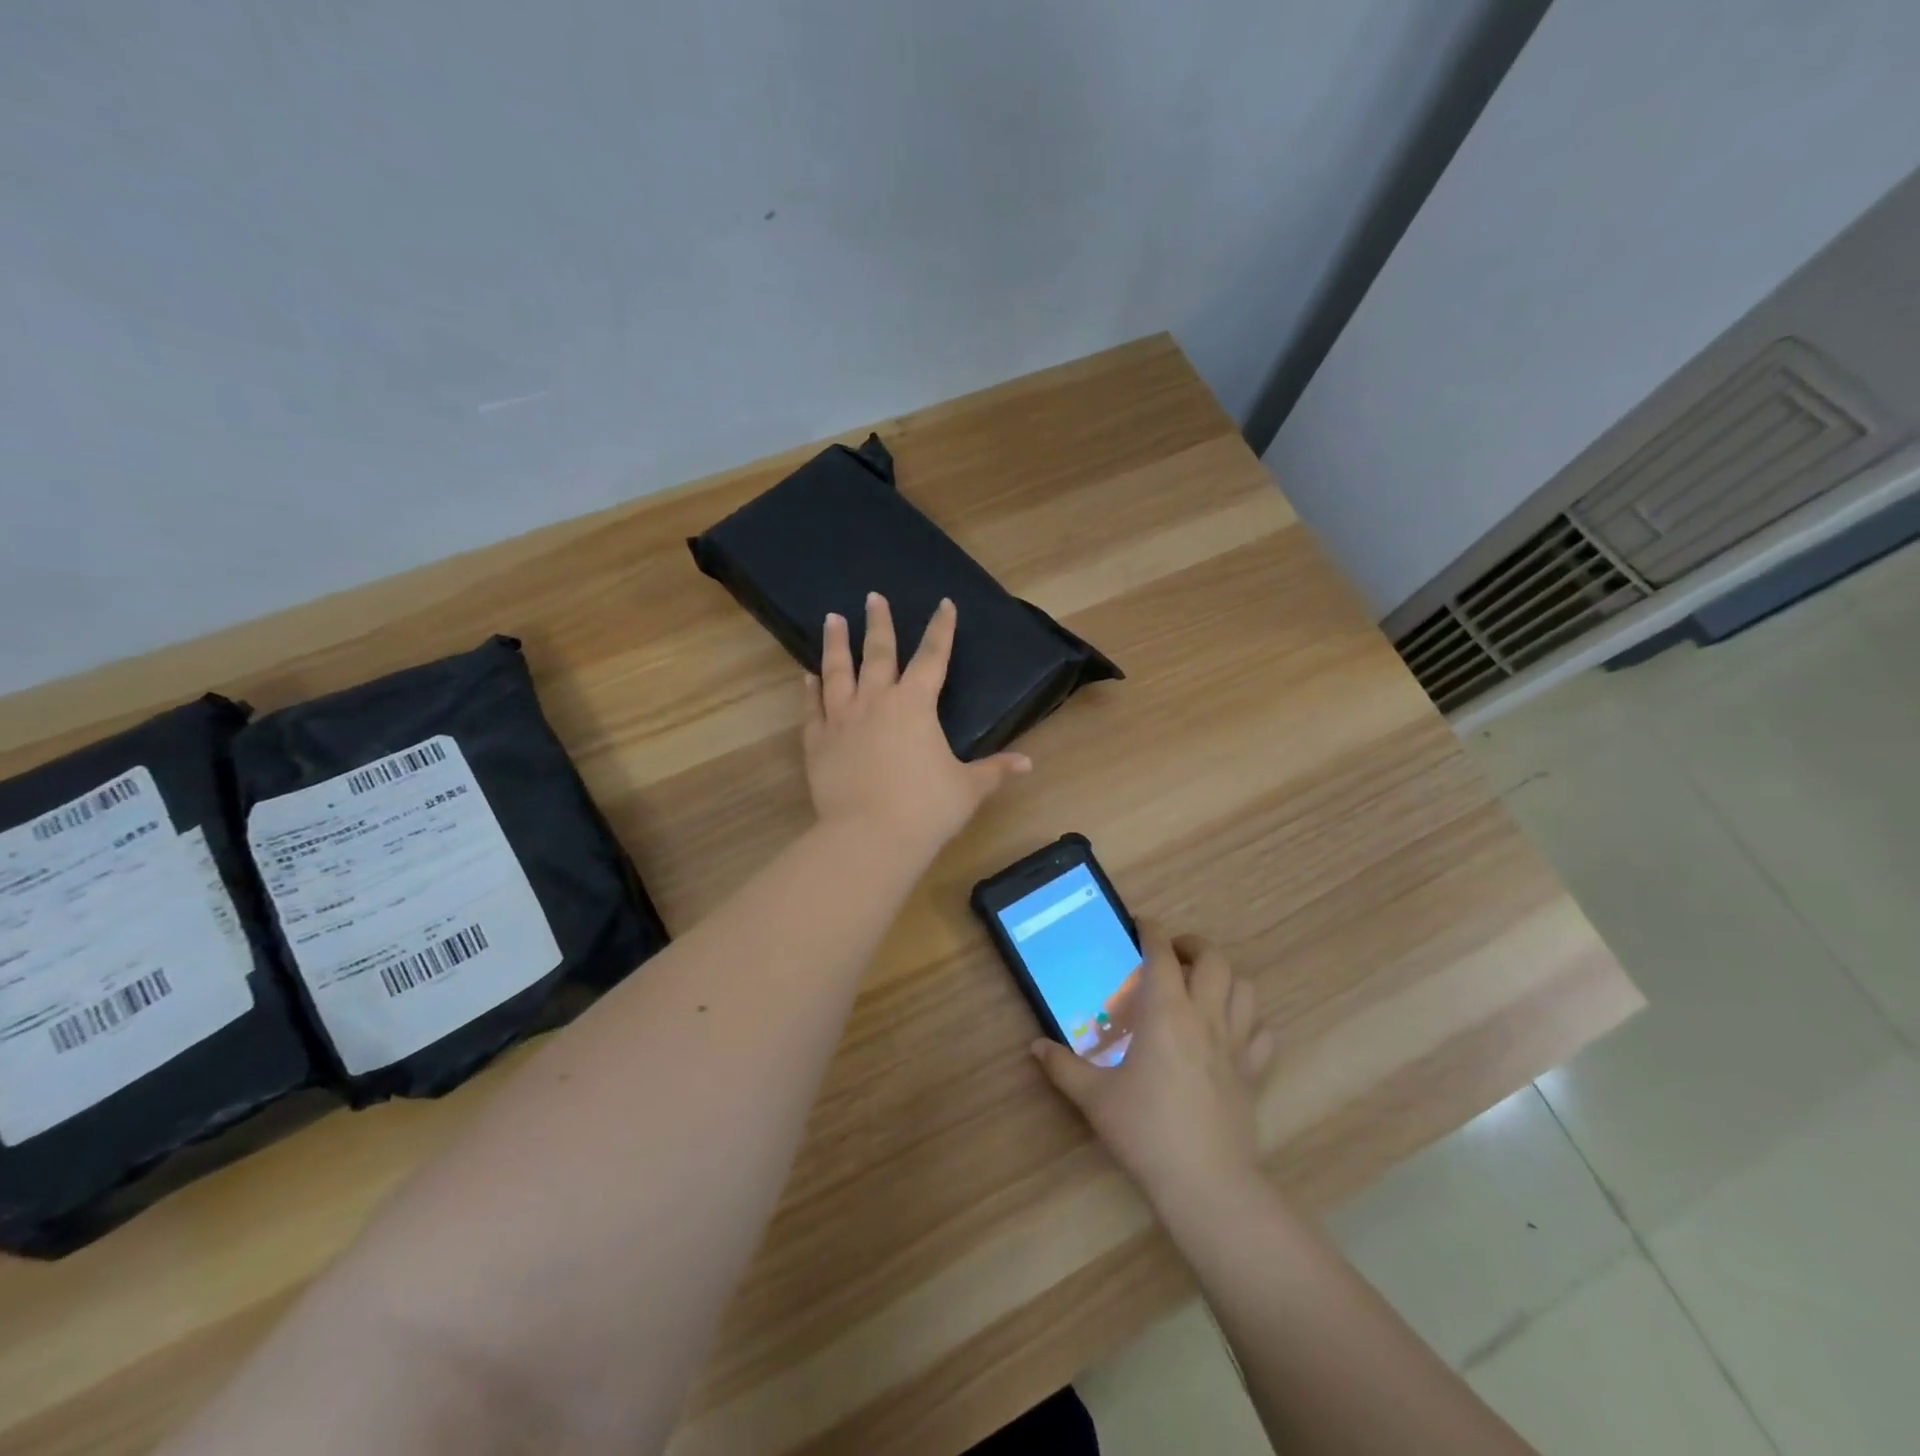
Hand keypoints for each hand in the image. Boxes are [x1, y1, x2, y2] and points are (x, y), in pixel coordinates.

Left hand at [804, 594, 1031, 860]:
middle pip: (878, 652)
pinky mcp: (818, 742)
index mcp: (915, 705)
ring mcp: (842, 719)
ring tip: (831, 618)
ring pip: (838, 671)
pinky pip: (813, 707)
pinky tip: (808, 676)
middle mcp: (876, 701)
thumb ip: (995, 770)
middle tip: (872, 597)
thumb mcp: (968, 788)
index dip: (941, 629)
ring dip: (836, 643)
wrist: (870, 836)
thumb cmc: (926, 808)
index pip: (933, 657)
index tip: (944, 604)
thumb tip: (1028, 764)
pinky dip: (811, 690)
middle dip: (878, 623)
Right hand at [1032, 924, 1276, 1210]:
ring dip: (1225, 977)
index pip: (1162, 953)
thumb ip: (1062, 1066)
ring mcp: (1236, 1044)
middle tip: (1172, 954)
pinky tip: (1231, 1030)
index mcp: (1166, 1013)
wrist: (1205, 1183)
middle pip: (1214, 960)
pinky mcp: (1254, 1072)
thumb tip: (1035, 1047)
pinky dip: (1249, 1020)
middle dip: (1194, 946)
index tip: (1140, 924)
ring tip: (1203, 985)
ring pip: (1245, 989)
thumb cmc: (1146, 1130)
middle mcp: (1204, 1017)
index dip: (1151, 930)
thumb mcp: (1094, 1097)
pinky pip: (1262, 1032)